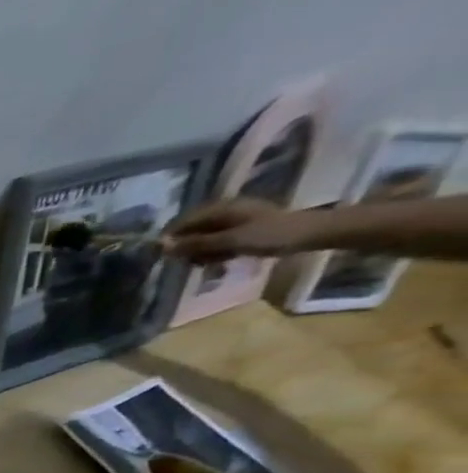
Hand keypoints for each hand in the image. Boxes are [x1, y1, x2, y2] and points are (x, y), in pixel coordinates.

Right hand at [165, 198, 306, 262]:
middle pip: (192, 230)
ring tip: (207, 264)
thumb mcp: (230, 241)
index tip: (163, 256)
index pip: (184, 221)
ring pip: (204, 237)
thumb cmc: (270, 235)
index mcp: (222, 208)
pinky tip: (219, 261)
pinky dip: (213, 252)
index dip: (171, 237)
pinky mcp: (242, 230)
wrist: (310, 234)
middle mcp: (225, 211)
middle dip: (187, 247)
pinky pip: (217, 241)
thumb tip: (163, 247)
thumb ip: (196, 244)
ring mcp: (234, 220)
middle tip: (191, 263)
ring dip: (200, 252)